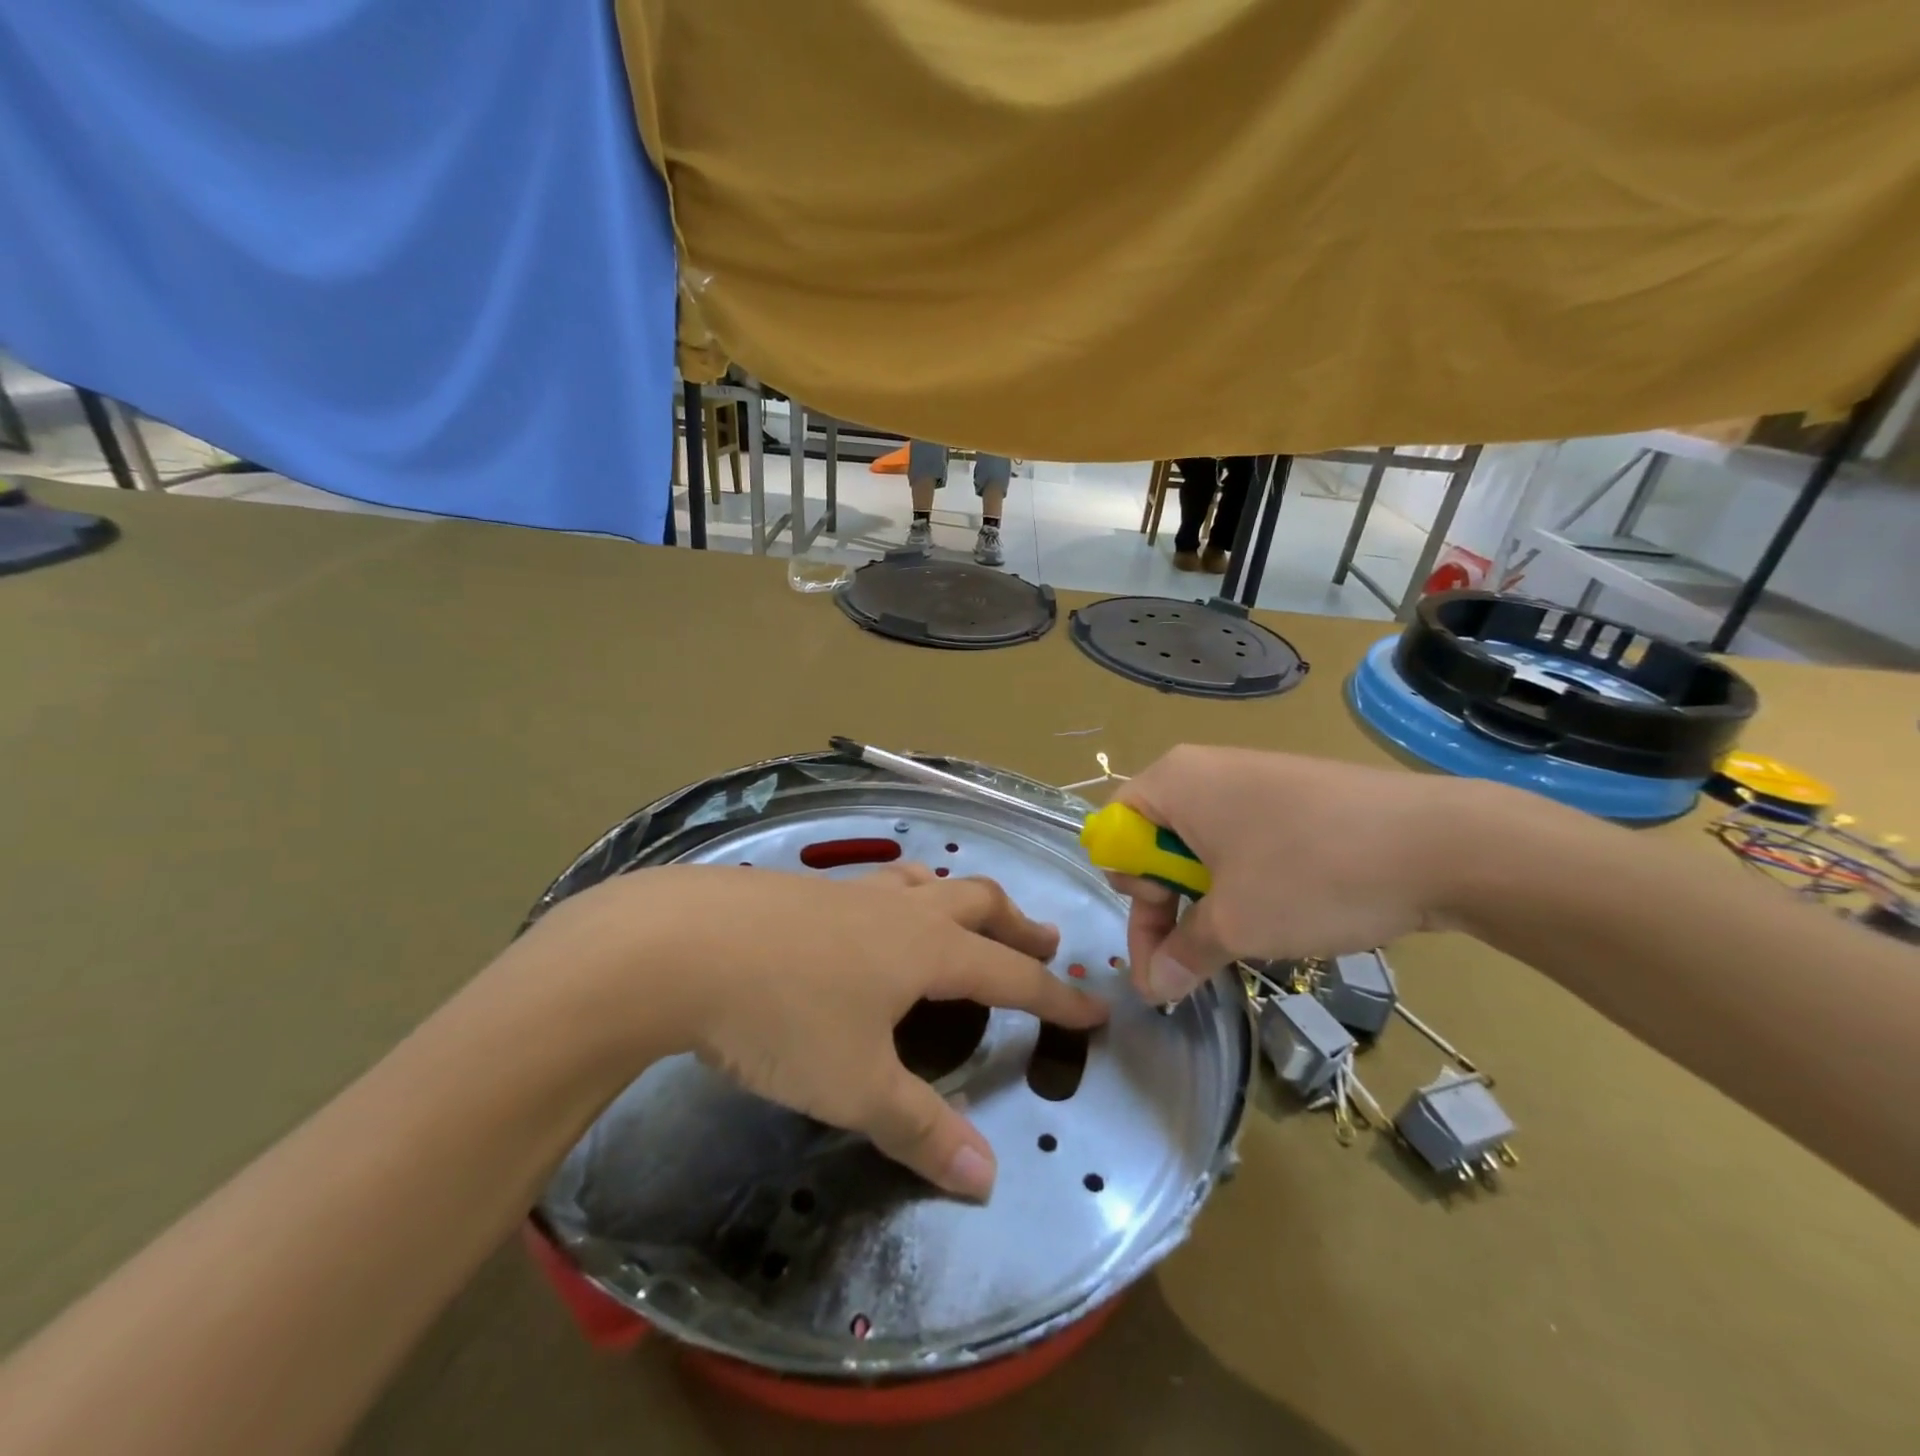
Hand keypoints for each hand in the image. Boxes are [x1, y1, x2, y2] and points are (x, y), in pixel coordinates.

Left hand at [522, 863, 1107, 1200]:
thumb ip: (920, 1129)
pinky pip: (881, 884)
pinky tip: (878, 916)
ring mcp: (852, 892)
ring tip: (969, 917)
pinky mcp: (809, 890)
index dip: (1058, 995)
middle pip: (979, 903)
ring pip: (929, 882)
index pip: (1013, 974)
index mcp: (927, 949)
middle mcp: (900, 910)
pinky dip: (907, 895)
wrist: (682, 945)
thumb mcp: (854, 1085)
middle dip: (1019, 924)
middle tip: (1044, 941)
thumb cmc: (782, 1015)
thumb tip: (987, 1180)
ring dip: (962, 899)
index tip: (1096, 1007)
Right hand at [1109, 746, 1468, 1003]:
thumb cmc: (1311, 874)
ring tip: (1243, 940)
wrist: (1442, 843)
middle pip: (1155, 842)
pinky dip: (1244, 882)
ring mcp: (1253, 780)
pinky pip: (1243, 840)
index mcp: (1172, 782)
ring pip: (1201, 847)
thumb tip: (1155, 988)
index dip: (1130, 892)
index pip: (1114, 835)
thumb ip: (1181, 954)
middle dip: (1167, 905)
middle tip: (1198, 955)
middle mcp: (1203, 770)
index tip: (1163, 939)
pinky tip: (1278, 913)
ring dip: (1206, 901)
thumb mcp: (1234, 924)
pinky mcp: (1294, 796)